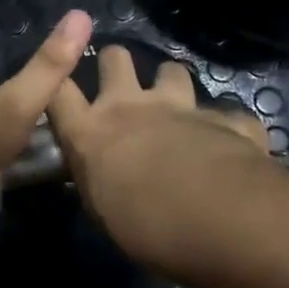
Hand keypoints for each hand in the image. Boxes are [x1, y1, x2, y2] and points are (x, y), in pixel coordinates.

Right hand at [47, 45, 275, 271]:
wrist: (220, 220)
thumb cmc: (147, 229)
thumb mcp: (104, 211)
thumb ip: (99, 182)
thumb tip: (101, 180)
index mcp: (91, 133)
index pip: (57, 92)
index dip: (55, 81)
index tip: (58, 86)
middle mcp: (131, 107)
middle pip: (113, 58)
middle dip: (115, 63)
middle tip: (121, 84)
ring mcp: (180, 107)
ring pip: (171, 70)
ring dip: (172, 83)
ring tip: (176, 104)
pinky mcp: (225, 119)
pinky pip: (227, 114)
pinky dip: (227, 126)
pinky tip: (232, 143)